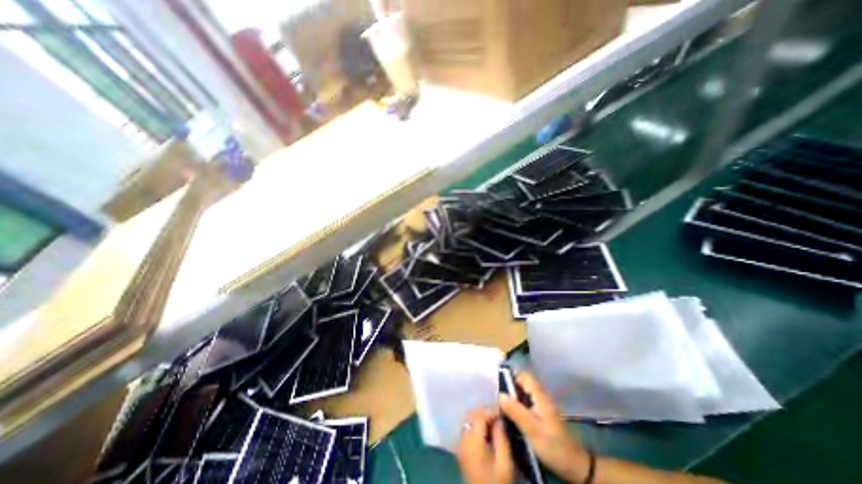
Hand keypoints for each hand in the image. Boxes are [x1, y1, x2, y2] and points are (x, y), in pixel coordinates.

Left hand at [458, 409, 510, 483]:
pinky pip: (467, 430)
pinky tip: (488, 435)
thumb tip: (499, 419)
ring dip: (480, 419)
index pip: (479, 415)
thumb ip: (501, 436)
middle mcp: (462, 438)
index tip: (504, 413)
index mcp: (472, 439)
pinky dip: (476, 427)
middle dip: (485, 413)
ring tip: (495, 426)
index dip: (491, 411)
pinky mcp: (461, 451)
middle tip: (500, 419)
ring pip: (468, 421)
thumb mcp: (504, 462)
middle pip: (471, 415)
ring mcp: (460, 445)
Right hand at [500, 373, 593, 480]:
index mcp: (540, 396)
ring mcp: (541, 405)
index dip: (511, 376)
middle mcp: (541, 396)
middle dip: (509, 387)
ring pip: (523, 393)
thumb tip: (500, 394)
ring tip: (501, 406)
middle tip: (497, 398)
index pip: (524, 375)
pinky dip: (517, 405)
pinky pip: (526, 402)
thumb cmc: (553, 446)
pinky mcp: (541, 414)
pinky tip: (511, 415)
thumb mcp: (532, 430)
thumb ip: (515, 411)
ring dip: (512, 397)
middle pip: (522, 383)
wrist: (574, 466)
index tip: (498, 385)